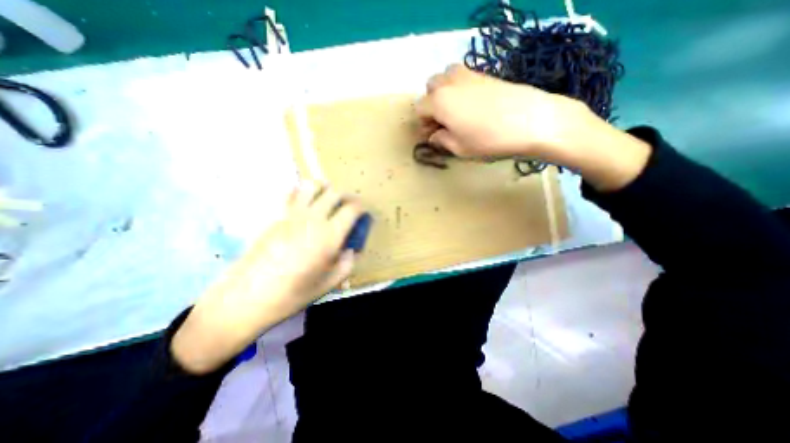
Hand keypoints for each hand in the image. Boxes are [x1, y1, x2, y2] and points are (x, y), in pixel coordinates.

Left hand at [174, 181, 363, 373]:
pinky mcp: (274, 215)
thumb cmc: (293, 294)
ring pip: (312, 186)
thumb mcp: (329, 284)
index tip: (363, 211)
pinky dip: (300, 191)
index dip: (361, 207)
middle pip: (334, 193)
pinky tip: (303, 200)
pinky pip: (289, 192)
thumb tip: (350, 250)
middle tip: (348, 205)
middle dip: (346, 196)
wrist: (248, 297)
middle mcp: (313, 219)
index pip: (352, 209)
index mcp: (330, 236)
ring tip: (326, 197)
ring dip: (324, 189)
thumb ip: (347, 264)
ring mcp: (291, 214)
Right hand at [416, 62, 587, 156]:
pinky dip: (460, 88)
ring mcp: (469, 75)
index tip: (432, 135)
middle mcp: (449, 83)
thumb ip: (441, 140)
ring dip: (444, 92)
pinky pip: (463, 77)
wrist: (531, 121)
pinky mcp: (486, 74)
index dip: (423, 123)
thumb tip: (434, 136)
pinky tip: (472, 105)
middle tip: (443, 121)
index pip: (419, 108)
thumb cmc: (488, 140)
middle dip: (432, 103)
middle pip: (430, 87)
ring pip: (446, 77)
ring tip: (456, 110)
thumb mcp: (459, 148)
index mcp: (439, 102)